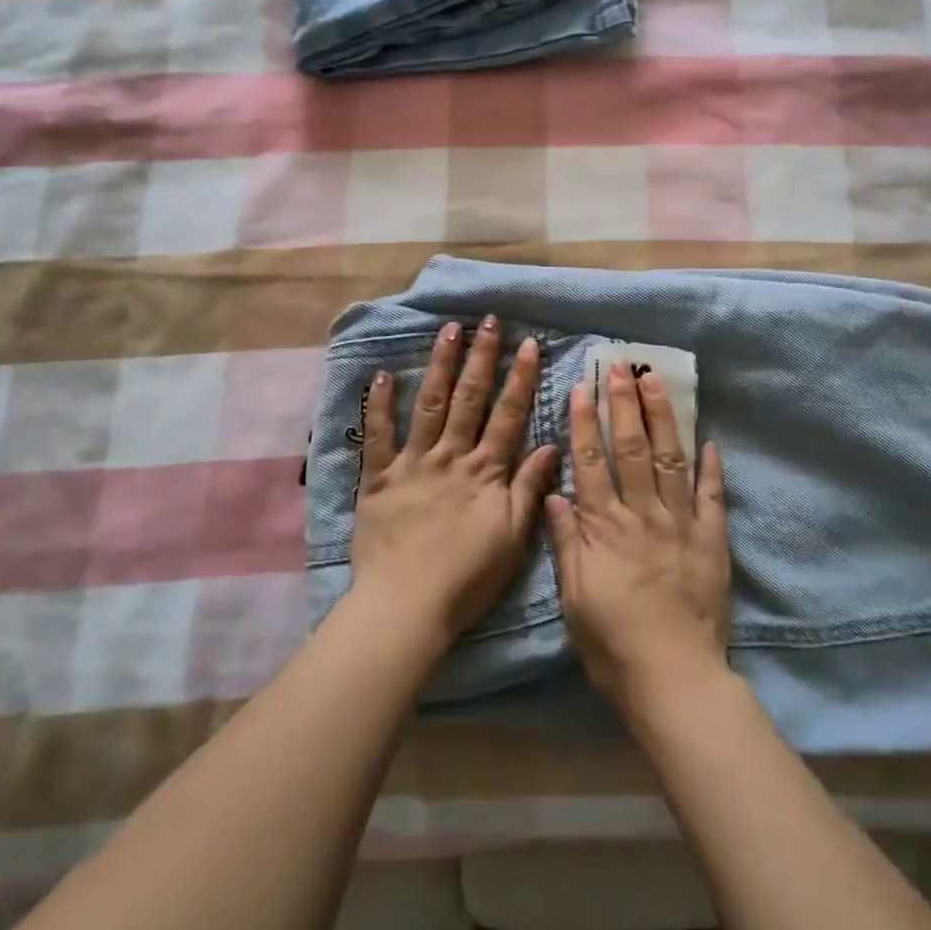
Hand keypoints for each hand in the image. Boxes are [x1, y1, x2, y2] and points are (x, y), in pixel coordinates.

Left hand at [351, 318, 558, 648]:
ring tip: (448, 330)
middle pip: (470, 398)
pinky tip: (382, 375)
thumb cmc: (467, 578)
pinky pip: (377, 436)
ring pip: (429, 404)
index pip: (508, 414)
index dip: (520, 377)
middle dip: (481, 356)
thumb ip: (529, 488)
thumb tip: (553, 445)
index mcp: (486, 471)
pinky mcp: (378, 479)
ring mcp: (413, 464)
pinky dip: (379, 405)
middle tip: (488, 321)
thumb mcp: (513, 538)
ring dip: (440, 365)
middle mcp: (451, 456)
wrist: (406, 608)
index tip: (528, 343)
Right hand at [545, 362, 730, 719]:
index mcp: (606, 527)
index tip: (582, 387)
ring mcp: (681, 524)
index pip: (592, 462)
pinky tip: (710, 439)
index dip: (585, 422)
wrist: (675, 680)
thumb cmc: (613, 644)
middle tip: (621, 366)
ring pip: (670, 459)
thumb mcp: (574, 598)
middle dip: (624, 404)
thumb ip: (567, 542)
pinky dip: (711, 467)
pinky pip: (712, 496)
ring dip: (663, 417)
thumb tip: (555, 493)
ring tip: (657, 380)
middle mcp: (643, 514)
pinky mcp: (712, 540)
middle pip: (631, 448)